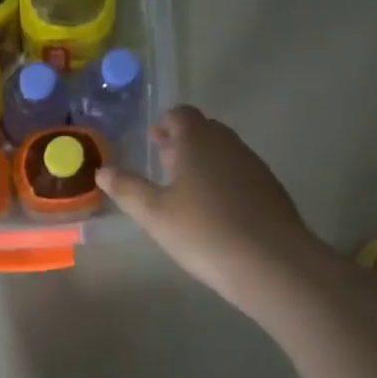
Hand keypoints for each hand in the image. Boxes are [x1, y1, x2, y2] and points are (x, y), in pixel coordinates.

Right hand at [97, 105, 324, 317]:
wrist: (273, 263)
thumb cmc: (203, 231)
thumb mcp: (154, 213)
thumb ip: (127, 188)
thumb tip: (103, 170)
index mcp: (198, 140)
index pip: (181, 114)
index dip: (165, 124)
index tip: (153, 140)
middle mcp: (229, 144)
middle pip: (205, 130)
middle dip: (183, 142)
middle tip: (164, 163)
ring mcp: (254, 166)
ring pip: (224, 153)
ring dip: (204, 162)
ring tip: (186, 189)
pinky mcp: (272, 190)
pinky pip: (241, 174)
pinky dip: (224, 182)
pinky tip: (215, 211)